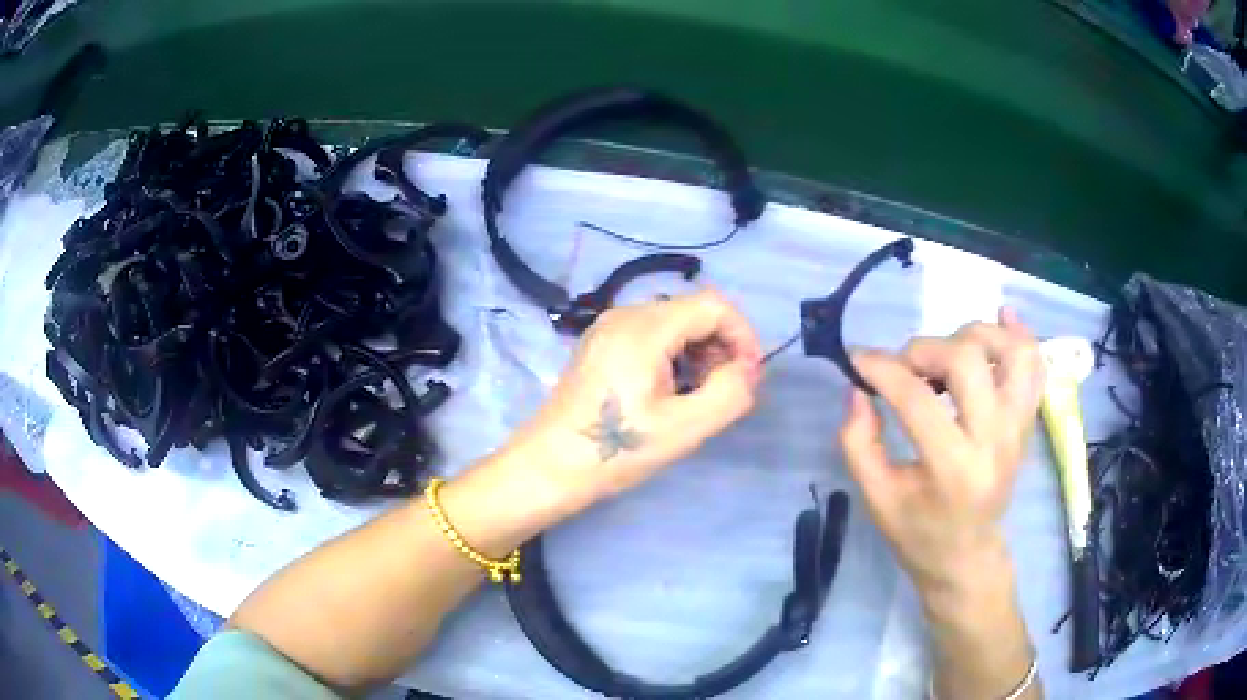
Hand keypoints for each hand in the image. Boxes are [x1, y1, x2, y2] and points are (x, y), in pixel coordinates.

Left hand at [508, 289, 763, 507]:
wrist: (550, 466)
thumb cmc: (616, 449)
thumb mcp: (684, 428)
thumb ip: (729, 393)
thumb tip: (746, 369)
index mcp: (644, 328)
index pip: (713, 305)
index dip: (742, 335)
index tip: (749, 376)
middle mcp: (625, 314)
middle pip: (693, 310)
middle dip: (721, 345)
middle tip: (727, 389)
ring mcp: (607, 327)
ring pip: (673, 321)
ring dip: (699, 351)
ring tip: (699, 393)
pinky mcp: (599, 344)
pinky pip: (650, 333)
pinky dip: (674, 353)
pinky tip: (671, 390)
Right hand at [839, 309, 1043, 598]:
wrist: (967, 556)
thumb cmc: (918, 534)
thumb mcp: (876, 498)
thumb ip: (858, 443)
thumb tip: (857, 389)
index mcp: (953, 469)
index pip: (916, 399)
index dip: (881, 369)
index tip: (857, 359)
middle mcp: (994, 440)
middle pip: (967, 359)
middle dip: (924, 349)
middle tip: (904, 367)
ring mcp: (1018, 428)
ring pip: (1012, 351)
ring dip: (975, 335)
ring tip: (948, 351)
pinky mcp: (1027, 422)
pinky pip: (1034, 364)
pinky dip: (1018, 334)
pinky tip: (999, 320)